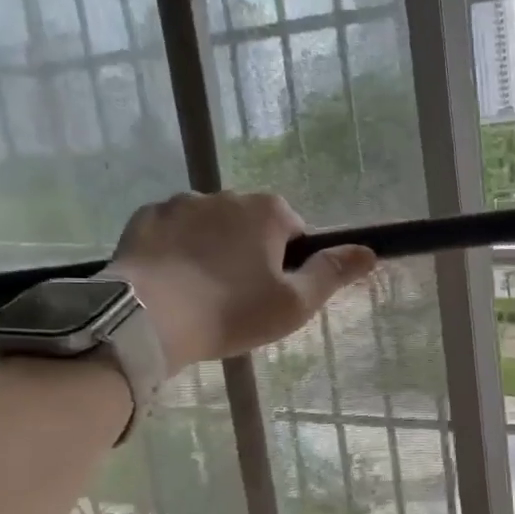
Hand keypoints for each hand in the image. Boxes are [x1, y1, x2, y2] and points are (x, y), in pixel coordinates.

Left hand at [110, 192, 376, 375]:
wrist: (147, 318)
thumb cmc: (231, 312)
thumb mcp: (294, 303)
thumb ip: (332, 273)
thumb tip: (369, 252)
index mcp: (268, 211)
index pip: (294, 232)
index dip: (289, 265)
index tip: (272, 295)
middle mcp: (227, 195)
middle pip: (251, 226)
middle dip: (249, 254)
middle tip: (237, 300)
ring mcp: (181, 203)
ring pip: (210, 227)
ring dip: (212, 250)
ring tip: (199, 294)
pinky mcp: (145, 217)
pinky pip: (172, 232)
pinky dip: (176, 251)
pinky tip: (170, 283)